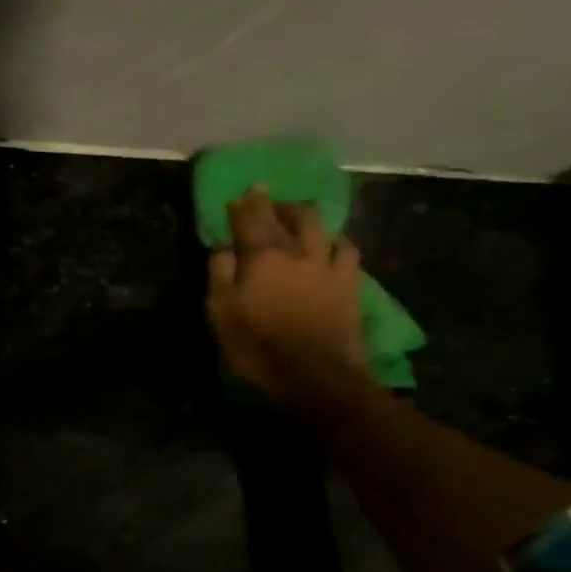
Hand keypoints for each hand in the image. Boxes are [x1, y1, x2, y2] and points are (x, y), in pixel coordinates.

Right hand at [206, 189, 367, 404]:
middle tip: (264, 197)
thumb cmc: (258, 347)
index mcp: (262, 256)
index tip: (238, 196)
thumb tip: (222, 248)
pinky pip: (347, 249)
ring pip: (319, 225)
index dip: (244, 206)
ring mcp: (328, 264)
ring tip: (297, 214)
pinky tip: (332, 242)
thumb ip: (220, 276)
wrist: (315, 375)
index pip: (251, 219)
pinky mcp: (350, 283)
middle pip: (287, 216)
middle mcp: (297, 250)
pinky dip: (335, 240)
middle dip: (273, 203)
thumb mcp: (221, 315)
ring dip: (304, 214)